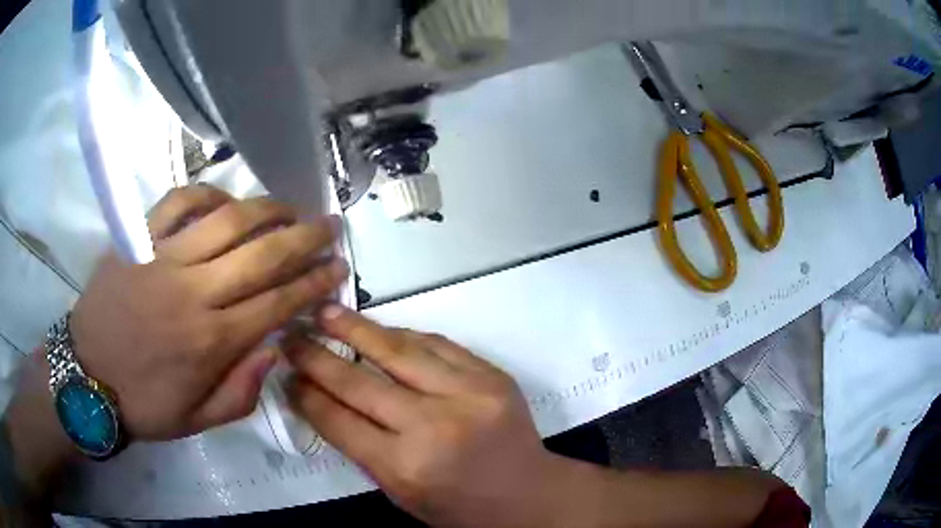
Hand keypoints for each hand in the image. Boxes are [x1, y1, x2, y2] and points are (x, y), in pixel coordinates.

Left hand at [69, 185, 348, 439]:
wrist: (86, 376)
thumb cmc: (144, 404)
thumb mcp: (199, 420)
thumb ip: (243, 392)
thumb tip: (275, 349)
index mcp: (212, 342)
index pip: (278, 303)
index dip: (314, 282)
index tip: (337, 268)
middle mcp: (194, 293)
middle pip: (262, 254)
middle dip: (306, 237)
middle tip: (330, 225)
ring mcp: (163, 258)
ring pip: (227, 219)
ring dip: (268, 209)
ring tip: (289, 207)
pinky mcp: (138, 239)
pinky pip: (178, 202)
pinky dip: (208, 195)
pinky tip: (226, 201)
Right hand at [285, 306, 569, 527]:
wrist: (527, 494)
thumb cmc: (458, 506)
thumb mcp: (400, 494)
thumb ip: (362, 449)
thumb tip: (322, 401)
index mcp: (404, 466)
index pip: (338, 420)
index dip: (305, 394)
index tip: (285, 374)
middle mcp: (431, 426)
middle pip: (358, 381)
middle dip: (316, 355)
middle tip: (291, 334)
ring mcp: (466, 394)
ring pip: (397, 350)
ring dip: (355, 328)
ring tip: (326, 311)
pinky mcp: (490, 374)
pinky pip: (436, 342)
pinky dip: (402, 334)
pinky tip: (379, 327)